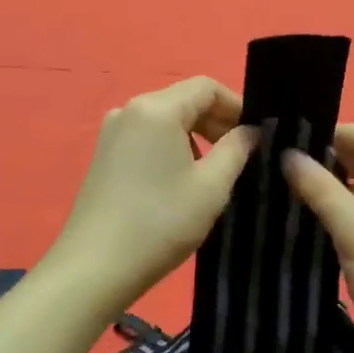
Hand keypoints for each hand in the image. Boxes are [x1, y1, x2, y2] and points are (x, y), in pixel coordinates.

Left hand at [42, 77, 257, 311]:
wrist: (96, 266)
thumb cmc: (161, 222)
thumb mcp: (212, 187)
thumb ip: (237, 149)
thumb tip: (250, 131)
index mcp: (157, 109)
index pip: (206, 87)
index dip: (237, 105)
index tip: (256, 135)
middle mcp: (129, 110)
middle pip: (183, 100)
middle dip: (216, 122)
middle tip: (241, 156)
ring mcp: (111, 133)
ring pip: (164, 121)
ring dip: (194, 137)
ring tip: (213, 174)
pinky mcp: (103, 156)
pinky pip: (146, 138)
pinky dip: (170, 149)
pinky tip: (179, 183)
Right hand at [283, 125, 353, 352]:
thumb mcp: (352, 228)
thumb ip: (319, 187)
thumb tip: (289, 154)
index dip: (343, 133)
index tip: (302, 142)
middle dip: (339, 159)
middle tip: (296, 168)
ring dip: (343, 186)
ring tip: (302, 193)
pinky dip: (352, 211)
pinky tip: (324, 222)